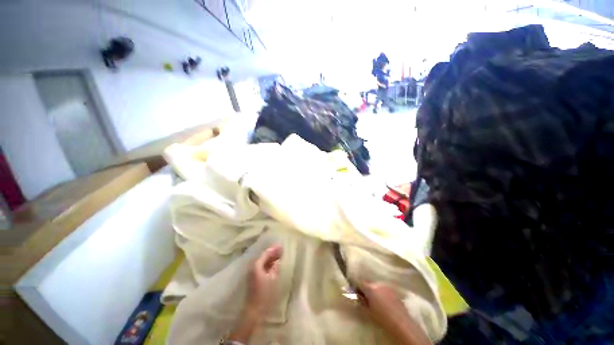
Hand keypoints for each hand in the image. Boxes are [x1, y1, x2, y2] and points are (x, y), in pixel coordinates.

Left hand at [228, 245, 282, 343]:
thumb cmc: (264, 294)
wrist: (254, 309)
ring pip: (263, 261)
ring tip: (280, 255)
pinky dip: (268, 263)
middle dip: (273, 252)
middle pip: (264, 256)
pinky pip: (262, 266)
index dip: (274, 249)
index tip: (281, 246)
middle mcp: (253, 266)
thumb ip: (275, 268)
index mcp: (257, 265)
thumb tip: (277, 261)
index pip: (266, 253)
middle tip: (282, 249)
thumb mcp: (273, 279)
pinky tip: (274, 264)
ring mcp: (252, 272)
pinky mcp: (253, 277)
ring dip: (271, 258)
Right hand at [358, 282, 431, 344]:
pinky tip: (384, 301)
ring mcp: (388, 286)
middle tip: (365, 297)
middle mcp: (379, 284)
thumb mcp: (368, 311)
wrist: (401, 323)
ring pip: (377, 286)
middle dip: (367, 289)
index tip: (355, 291)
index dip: (356, 287)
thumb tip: (357, 296)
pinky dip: (382, 293)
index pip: (360, 283)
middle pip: (369, 284)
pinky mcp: (395, 291)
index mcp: (371, 288)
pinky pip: (385, 289)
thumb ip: (361, 301)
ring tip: (375, 300)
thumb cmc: (382, 318)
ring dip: (375, 290)